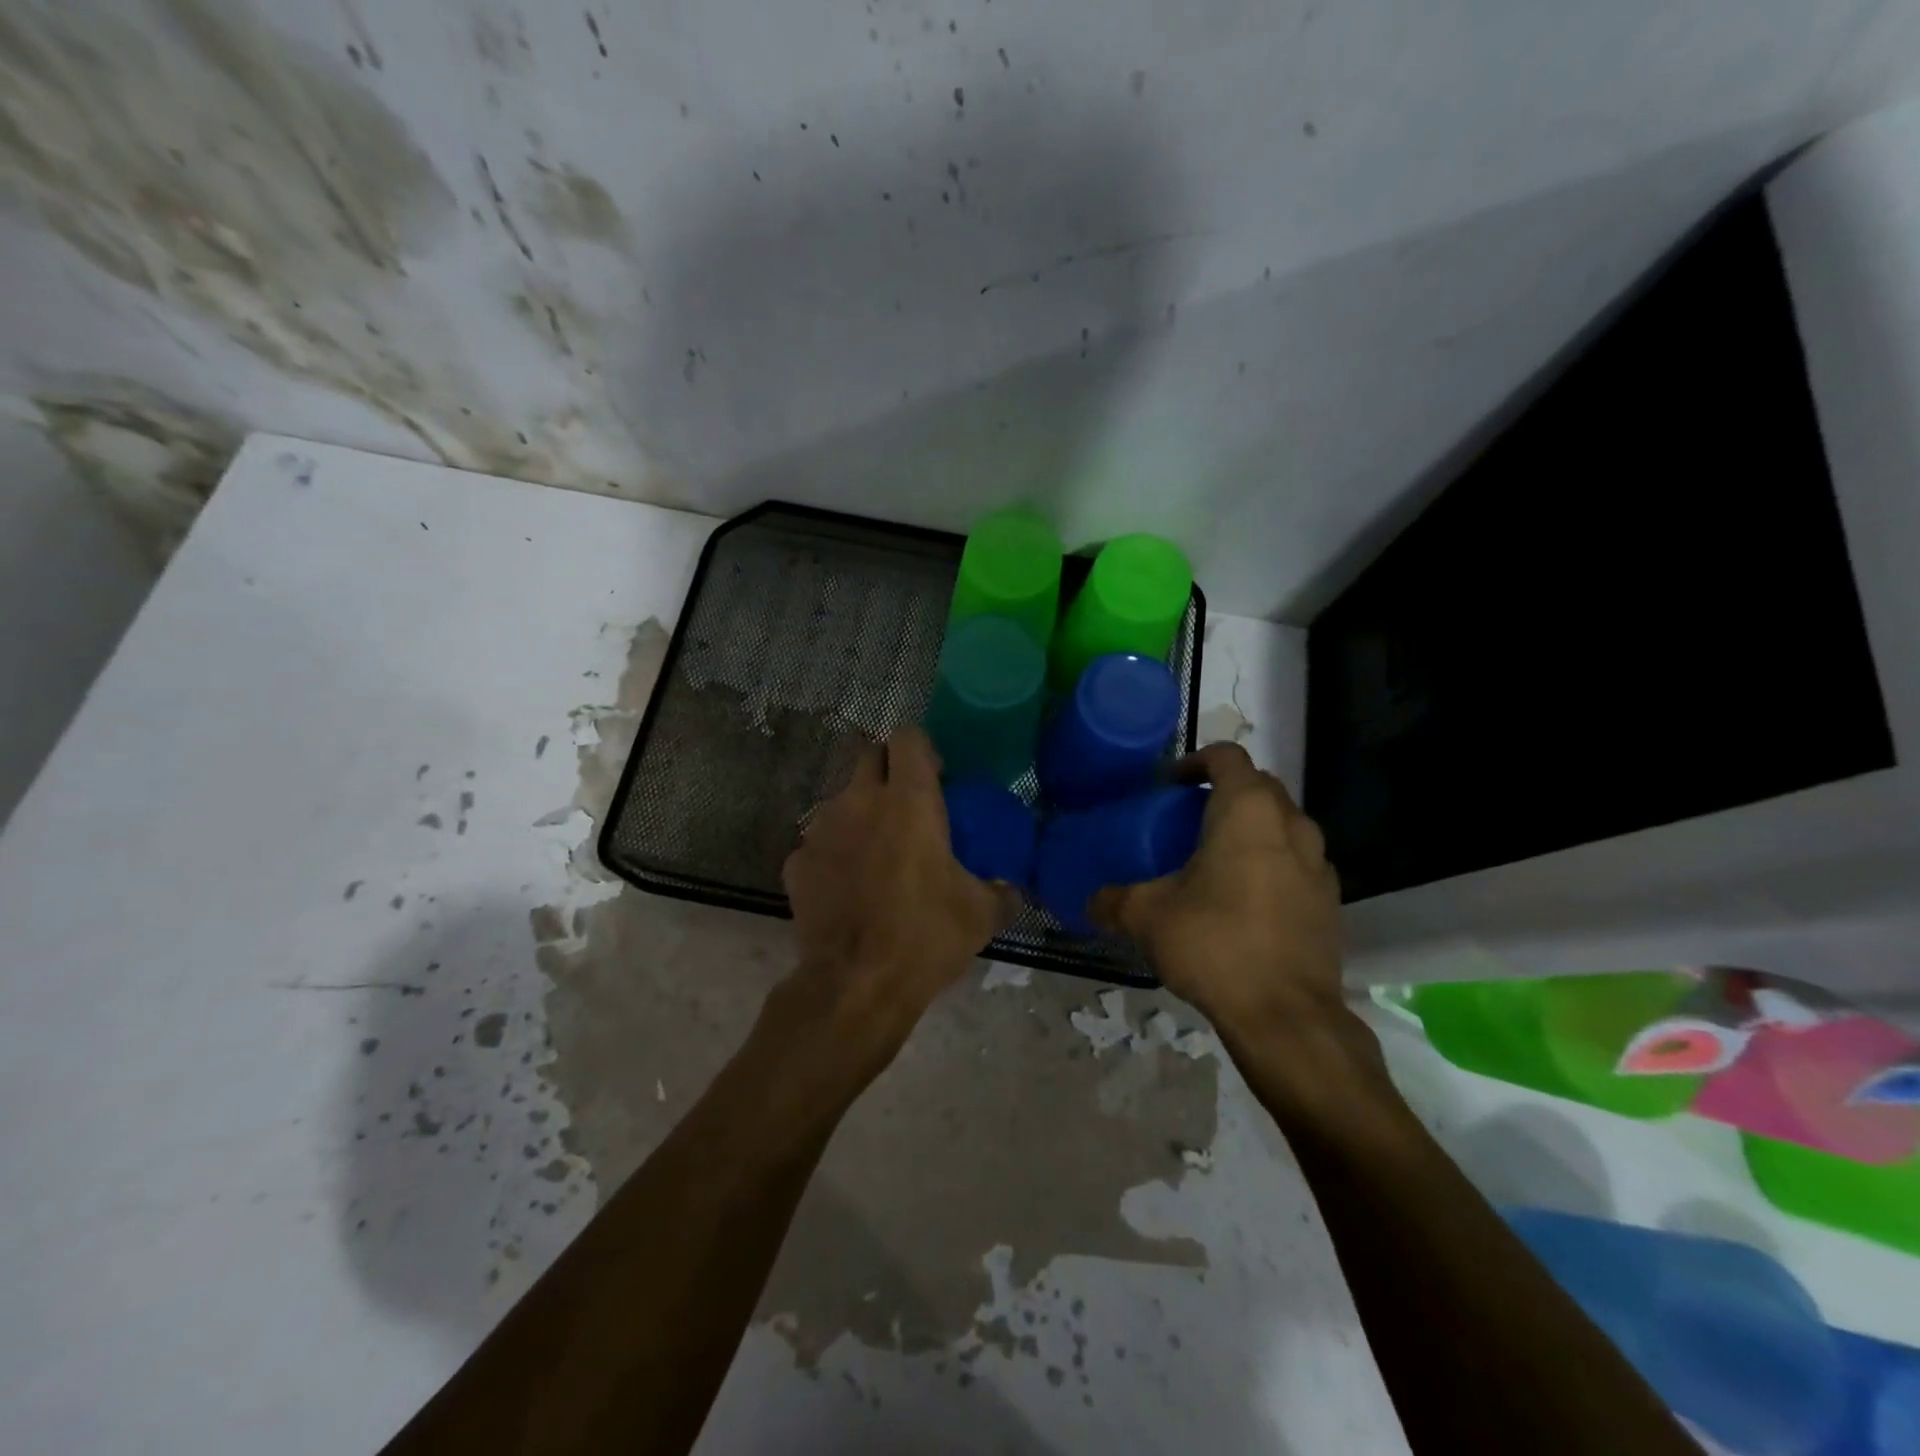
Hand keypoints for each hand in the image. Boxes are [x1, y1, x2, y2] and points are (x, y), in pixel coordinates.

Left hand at [780, 728, 1018, 1045]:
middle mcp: (859, 801)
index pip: (908, 738)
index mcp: (909, 800)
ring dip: (860, 813)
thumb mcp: (980, 915)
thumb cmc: (925, 937)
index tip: (936, 776)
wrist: (855, 985)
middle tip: (909, 807)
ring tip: (877, 853)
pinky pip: (819, 842)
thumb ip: (1002, 891)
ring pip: (842, 800)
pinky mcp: (796, 862)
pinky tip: (848, 887)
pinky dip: (834, 853)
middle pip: (869, 756)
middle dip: (888, 770)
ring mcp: (821, 829)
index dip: (922, 750)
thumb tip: (1013, 888)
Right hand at [1091, 744, 1342, 1031]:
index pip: (1226, 756)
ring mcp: (1319, 862)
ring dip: (1252, 829)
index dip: (1195, 761)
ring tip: (1217, 859)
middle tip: (1187, 821)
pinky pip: (1298, 862)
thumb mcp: (1147, 917)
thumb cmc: (1214, 944)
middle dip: (1223, 793)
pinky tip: (1247, 898)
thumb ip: (1112, 901)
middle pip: (1258, 786)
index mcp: (1248, 810)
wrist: (1286, 1015)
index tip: (1169, 786)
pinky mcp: (1331, 899)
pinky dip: (1273, 863)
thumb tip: (1089, 903)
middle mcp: (1291, 824)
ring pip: (1283, 824)